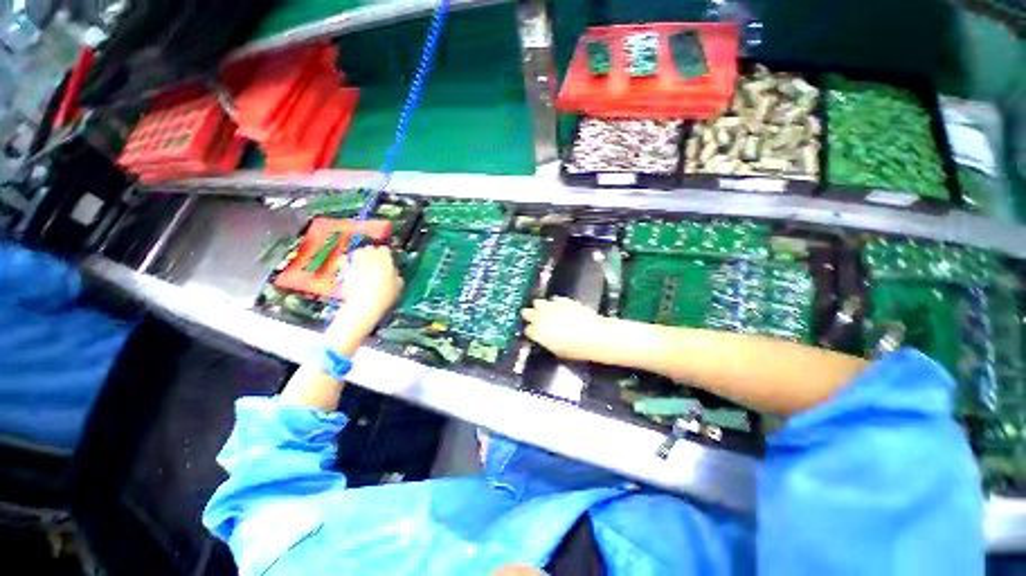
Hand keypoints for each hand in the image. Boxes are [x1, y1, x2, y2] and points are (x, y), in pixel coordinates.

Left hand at [334, 246, 402, 329]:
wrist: (365, 306)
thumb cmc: (385, 298)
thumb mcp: (399, 287)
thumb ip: (397, 275)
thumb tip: (394, 270)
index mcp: (385, 263)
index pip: (385, 250)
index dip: (386, 253)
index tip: (387, 257)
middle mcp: (371, 260)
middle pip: (371, 248)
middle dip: (373, 252)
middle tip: (375, 258)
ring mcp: (358, 264)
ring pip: (358, 251)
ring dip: (361, 253)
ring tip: (363, 259)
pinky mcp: (347, 270)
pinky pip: (345, 259)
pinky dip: (347, 259)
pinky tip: (350, 263)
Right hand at [521, 297, 611, 361]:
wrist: (593, 335)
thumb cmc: (575, 349)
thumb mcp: (556, 351)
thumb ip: (547, 342)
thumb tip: (545, 339)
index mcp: (537, 332)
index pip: (527, 330)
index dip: (531, 331)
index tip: (534, 333)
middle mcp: (540, 317)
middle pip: (527, 312)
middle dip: (529, 315)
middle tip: (534, 318)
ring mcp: (551, 307)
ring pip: (538, 302)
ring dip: (540, 306)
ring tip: (545, 310)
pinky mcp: (563, 300)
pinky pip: (554, 299)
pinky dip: (555, 303)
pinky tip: (560, 307)